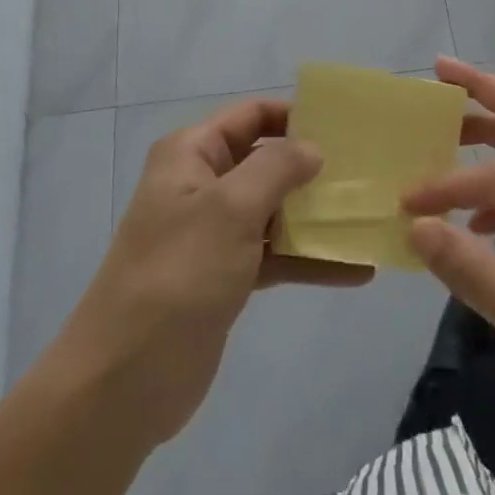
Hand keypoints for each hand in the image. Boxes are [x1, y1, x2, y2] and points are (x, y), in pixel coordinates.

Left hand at [49, 99, 369, 451]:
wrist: (125, 379)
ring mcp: (214, 233)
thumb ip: (277, 168)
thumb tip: (313, 147)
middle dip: (313, 167)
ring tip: (368, 218)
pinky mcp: (226, 276)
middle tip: (367, 173)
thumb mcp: (230, 208)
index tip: (344, 128)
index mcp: (192, 153)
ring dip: (317, 216)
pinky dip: (310, 260)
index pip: (251, 115)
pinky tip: (356, 270)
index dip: (294, 116)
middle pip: (266, 161)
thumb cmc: (179, 274)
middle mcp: (202, 184)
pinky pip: (275, 255)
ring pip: (275, 210)